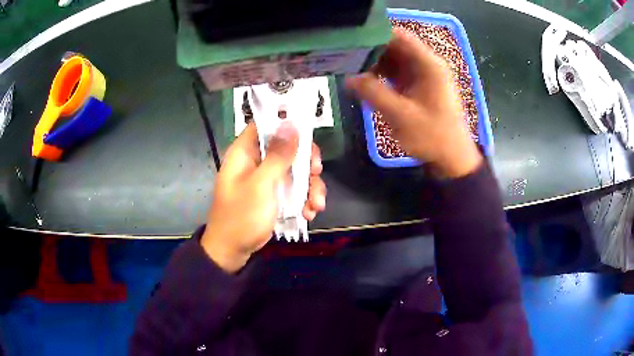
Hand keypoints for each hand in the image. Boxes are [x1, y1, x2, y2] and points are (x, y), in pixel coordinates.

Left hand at [201, 122, 325, 272]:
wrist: (233, 251)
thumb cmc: (241, 216)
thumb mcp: (261, 185)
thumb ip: (278, 155)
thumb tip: (291, 123)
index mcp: (245, 152)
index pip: (266, 125)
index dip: (287, 125)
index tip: (308, 135)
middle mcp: (257, 162)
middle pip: (287, 148)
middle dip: (306, 162)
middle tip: (316, 172)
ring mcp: (267, 179)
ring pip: (295, 170)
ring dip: (310, 187)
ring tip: (316, 205)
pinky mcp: (275, 195)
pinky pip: (295, 189)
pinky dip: (305, 200)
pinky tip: (309, 213)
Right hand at [346, 29, 481, 177]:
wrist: (452, 158)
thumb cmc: (432, 136)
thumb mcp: (401, 115)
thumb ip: (373, 93)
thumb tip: (348, 78)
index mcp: (429, 64)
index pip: (399, 36)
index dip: (374, 35)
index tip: (351, 43)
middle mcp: (427, 64)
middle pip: (395, 46)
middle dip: (371, 50)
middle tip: (346, 58)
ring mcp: (424, 75)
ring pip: (395, 59)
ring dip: (375, 63)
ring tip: (352, 70)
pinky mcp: (420, 87)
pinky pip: (398, 73)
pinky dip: (383, 75)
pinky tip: (367, 82)